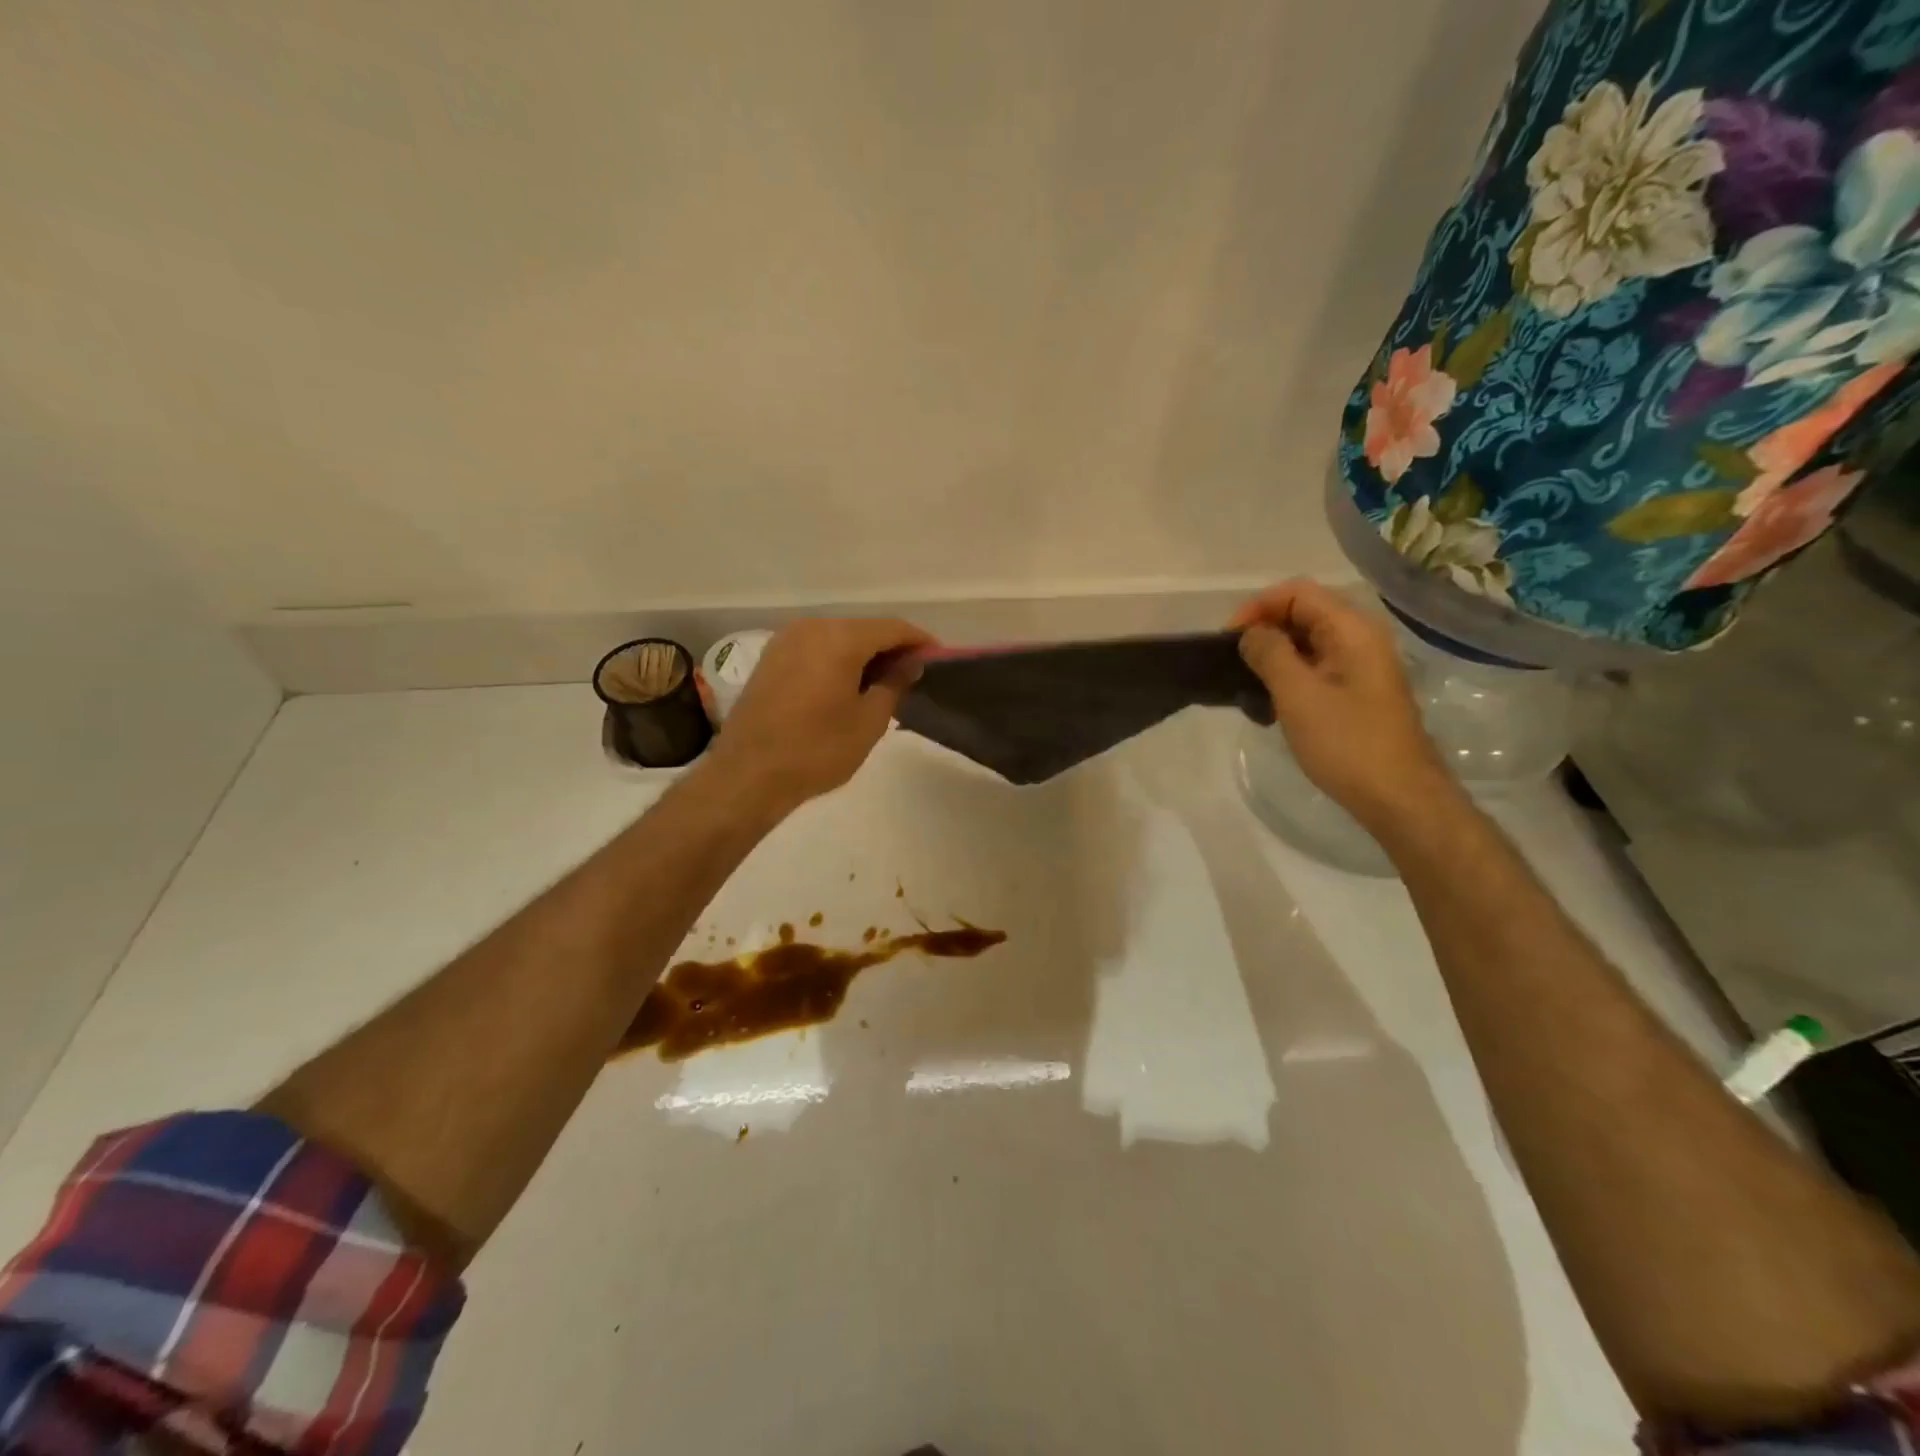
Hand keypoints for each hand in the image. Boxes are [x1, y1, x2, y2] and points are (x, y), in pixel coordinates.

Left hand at [707, 617, 934, 810]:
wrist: (748, 775)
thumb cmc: (817, 750)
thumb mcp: (869, 722)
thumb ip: (894, 685)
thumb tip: (908, 665)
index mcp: (840, 638)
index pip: (892, 628)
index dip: (919, 642)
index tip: (938, 660)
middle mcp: (811, 627)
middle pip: (863, 629)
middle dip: (890, 648)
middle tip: (911, 677)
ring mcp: (785, 640)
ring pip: (837, 637)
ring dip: (863, 655)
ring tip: (881, 685)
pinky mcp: (770, 658)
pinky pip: (815, 649)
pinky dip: (837, 660)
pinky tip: (846, 686)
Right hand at [1231, 580, 1452, 831]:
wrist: (1398, 797)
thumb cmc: (1346, 743)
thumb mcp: (1297, 695)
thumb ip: (1269, 654)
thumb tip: (1251, 634)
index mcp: (1352, 630)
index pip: (1297, 592)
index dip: (1258, 607)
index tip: (1229, 639)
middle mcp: (1361, 639)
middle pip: (1303, 614)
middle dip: (1264, 631)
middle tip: (1233, 664)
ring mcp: (1361, 667)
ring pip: (1307, 644)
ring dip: (1273, 658)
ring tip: (1247, 688)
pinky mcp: (1357, 693)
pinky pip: (1316, 669)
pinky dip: (1289, 678)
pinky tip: (1269, 708)